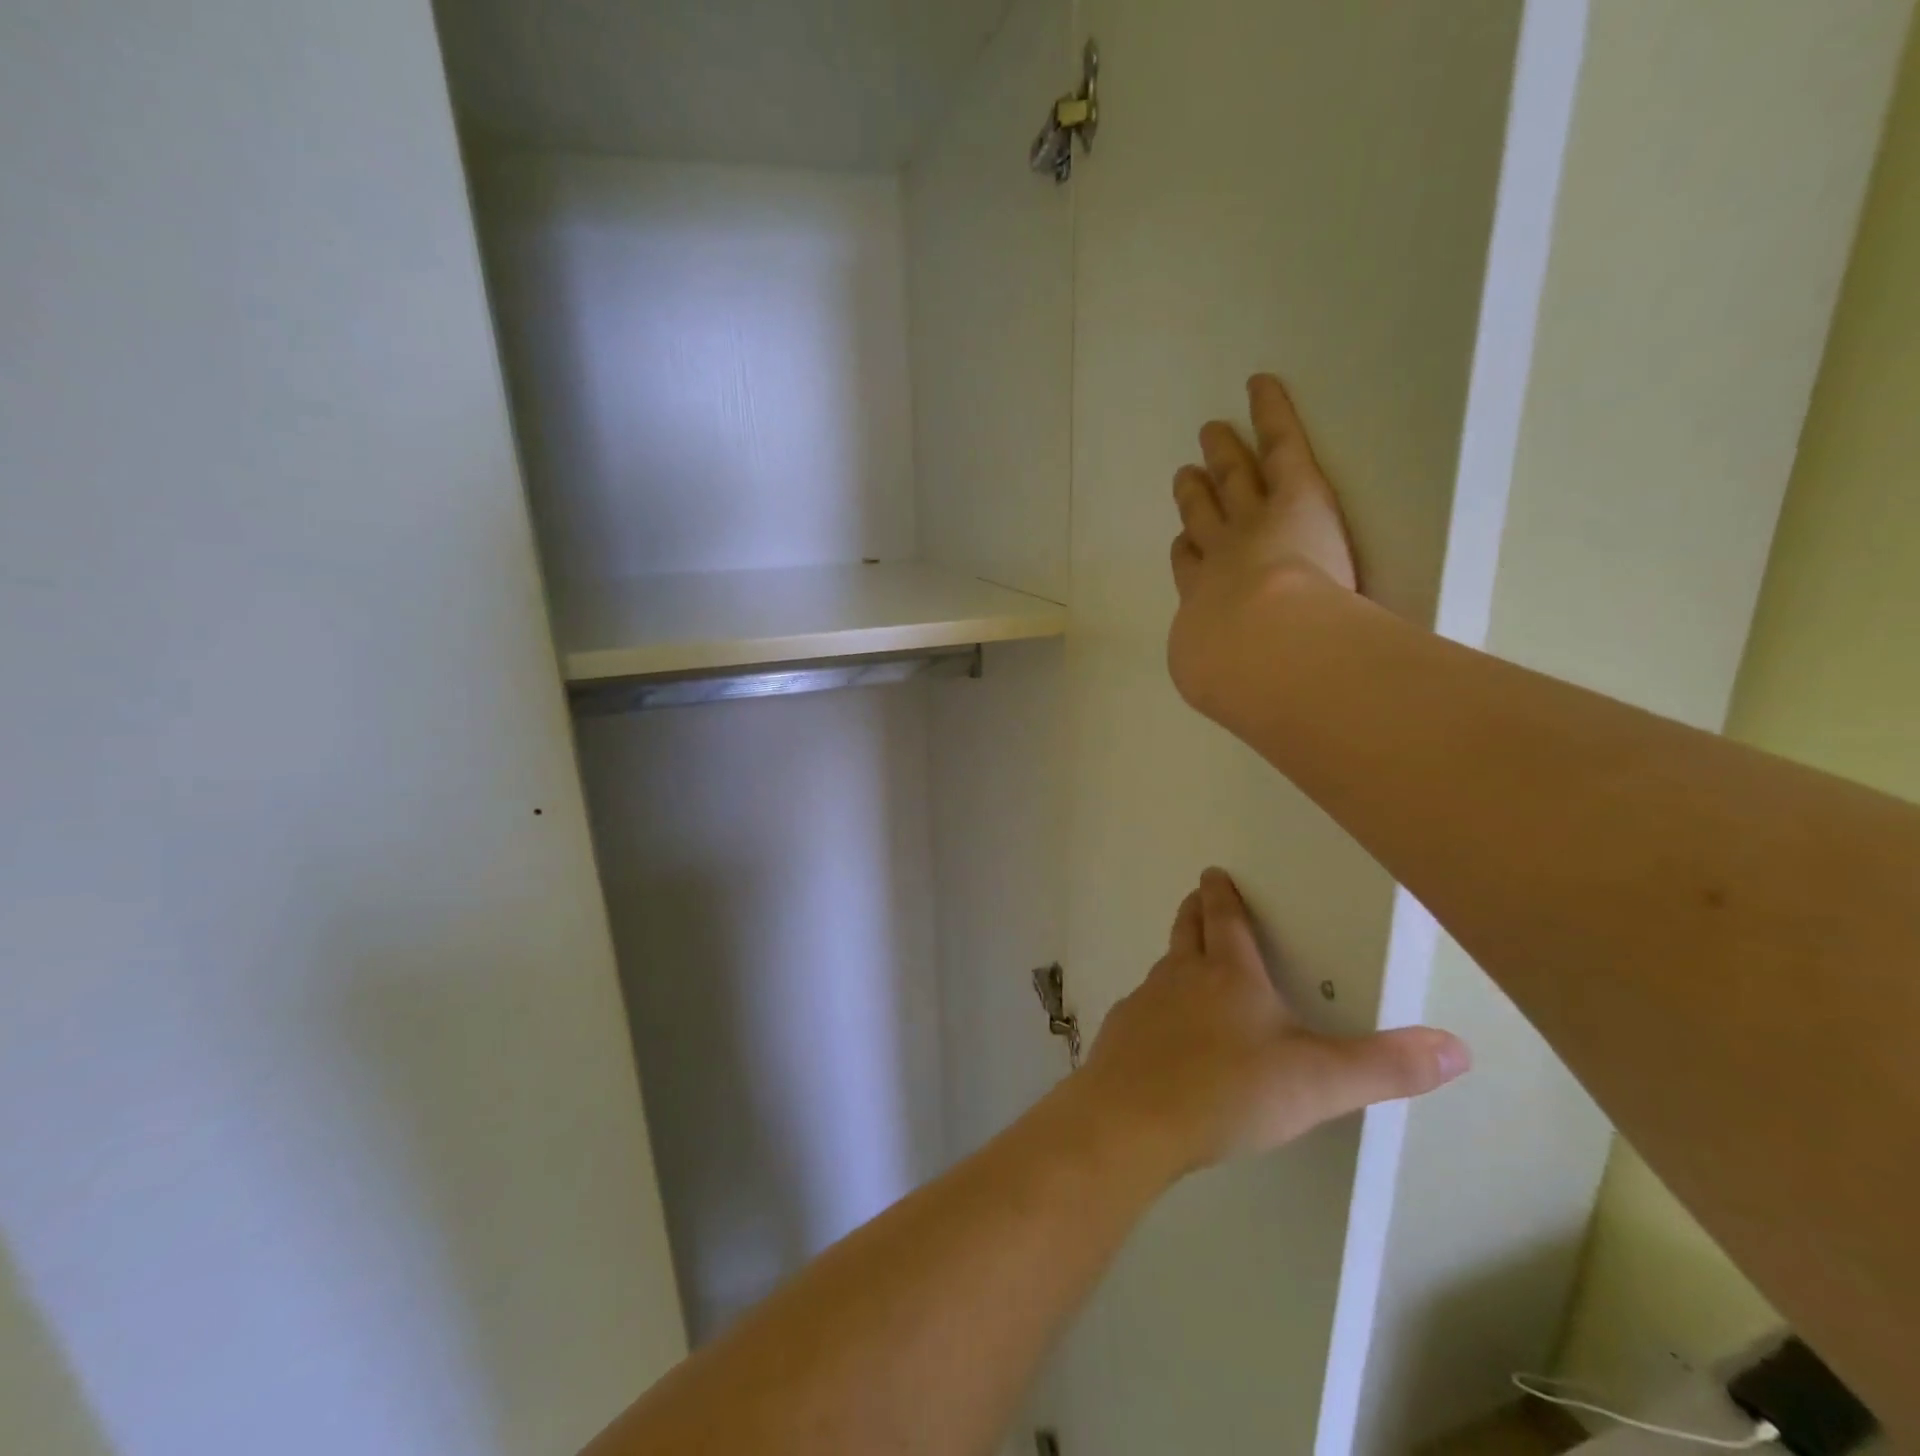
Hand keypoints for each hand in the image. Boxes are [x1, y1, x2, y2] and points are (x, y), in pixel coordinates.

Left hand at [1078, 869, 1468, 1177]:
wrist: (1134, 1119)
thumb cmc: (1228, 1090)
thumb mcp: (1319, 1082)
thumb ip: (1385, 1066)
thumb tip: (1456, 1048)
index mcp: (1228, 975)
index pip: (1225, 920)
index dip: (1222, 895)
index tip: (1213, 873)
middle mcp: (1181, 977)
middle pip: (1186, 931)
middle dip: (1194, 911)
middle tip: (1196, 897)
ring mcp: (1145, 1003)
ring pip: (1163, 968)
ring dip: (1176, 958)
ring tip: (1187, 963)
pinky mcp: (1121, 1033)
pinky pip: (1142, 1008)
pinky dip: (1156, 1007)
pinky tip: (1162, 1032)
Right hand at [1167, 374, 1357, 719]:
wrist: (1260, 649)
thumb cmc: (1241, 678)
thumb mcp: (1227, 688)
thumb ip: (1232, 683)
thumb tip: (1238, 700)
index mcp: (1203, 605)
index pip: (1190, 569)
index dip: (1187, 552)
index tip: (1184, 543)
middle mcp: (1218, 557)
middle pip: (1202, 518)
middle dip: (1193, 497)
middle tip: (1186, 476)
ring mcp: (1252, 521)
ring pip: (1231, 481)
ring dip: (1220, 458)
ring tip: (1211, 435)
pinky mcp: (1293, 493)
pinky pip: (1281, 446)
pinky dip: (1270, 414)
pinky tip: (1261, 385)